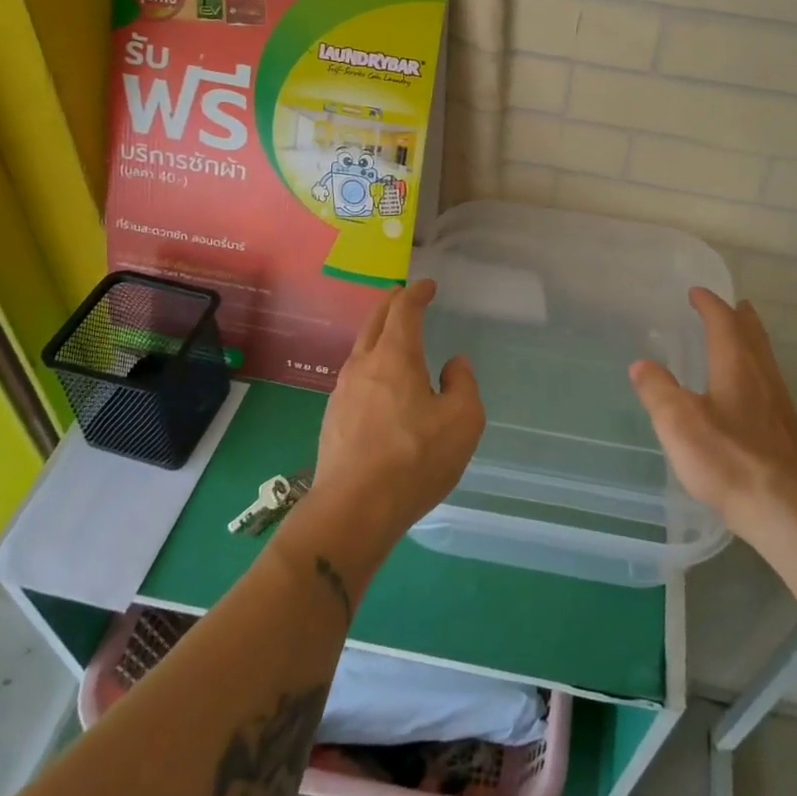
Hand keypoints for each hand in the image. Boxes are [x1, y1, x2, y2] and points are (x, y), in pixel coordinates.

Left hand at [310, 279, 485, 558]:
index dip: (417, 293)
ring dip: (378, 335)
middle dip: (391, 303)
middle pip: (374, 321)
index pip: (403, 309)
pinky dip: (371, 366)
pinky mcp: (333, 419)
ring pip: (361, 349)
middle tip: (405, 297)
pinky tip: (380, 386)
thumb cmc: (414, 459)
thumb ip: (463, 385)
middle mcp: (363, 365)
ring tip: (394, 339)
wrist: (353, 510)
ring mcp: (342, 392)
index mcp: (395, 356)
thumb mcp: (462, 421)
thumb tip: (454, 365)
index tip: (427, 286)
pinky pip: (355, 378)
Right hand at [628, 288, 796, 542]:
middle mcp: (762, 377)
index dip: (709, 305)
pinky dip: (755, 370)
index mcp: (736, 366)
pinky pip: (768, 383)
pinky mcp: (785, 432)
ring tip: (739, 339)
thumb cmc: (728, 459)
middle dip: (739, 318)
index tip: (696, 292)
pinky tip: (748, 392)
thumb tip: (641, 364)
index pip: (723, 322)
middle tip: (730, 305)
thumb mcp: (679, 423)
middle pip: (752, 336)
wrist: (786, 509)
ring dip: (750, 342)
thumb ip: (658, 390)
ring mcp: (778, 405)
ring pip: (764, 359)